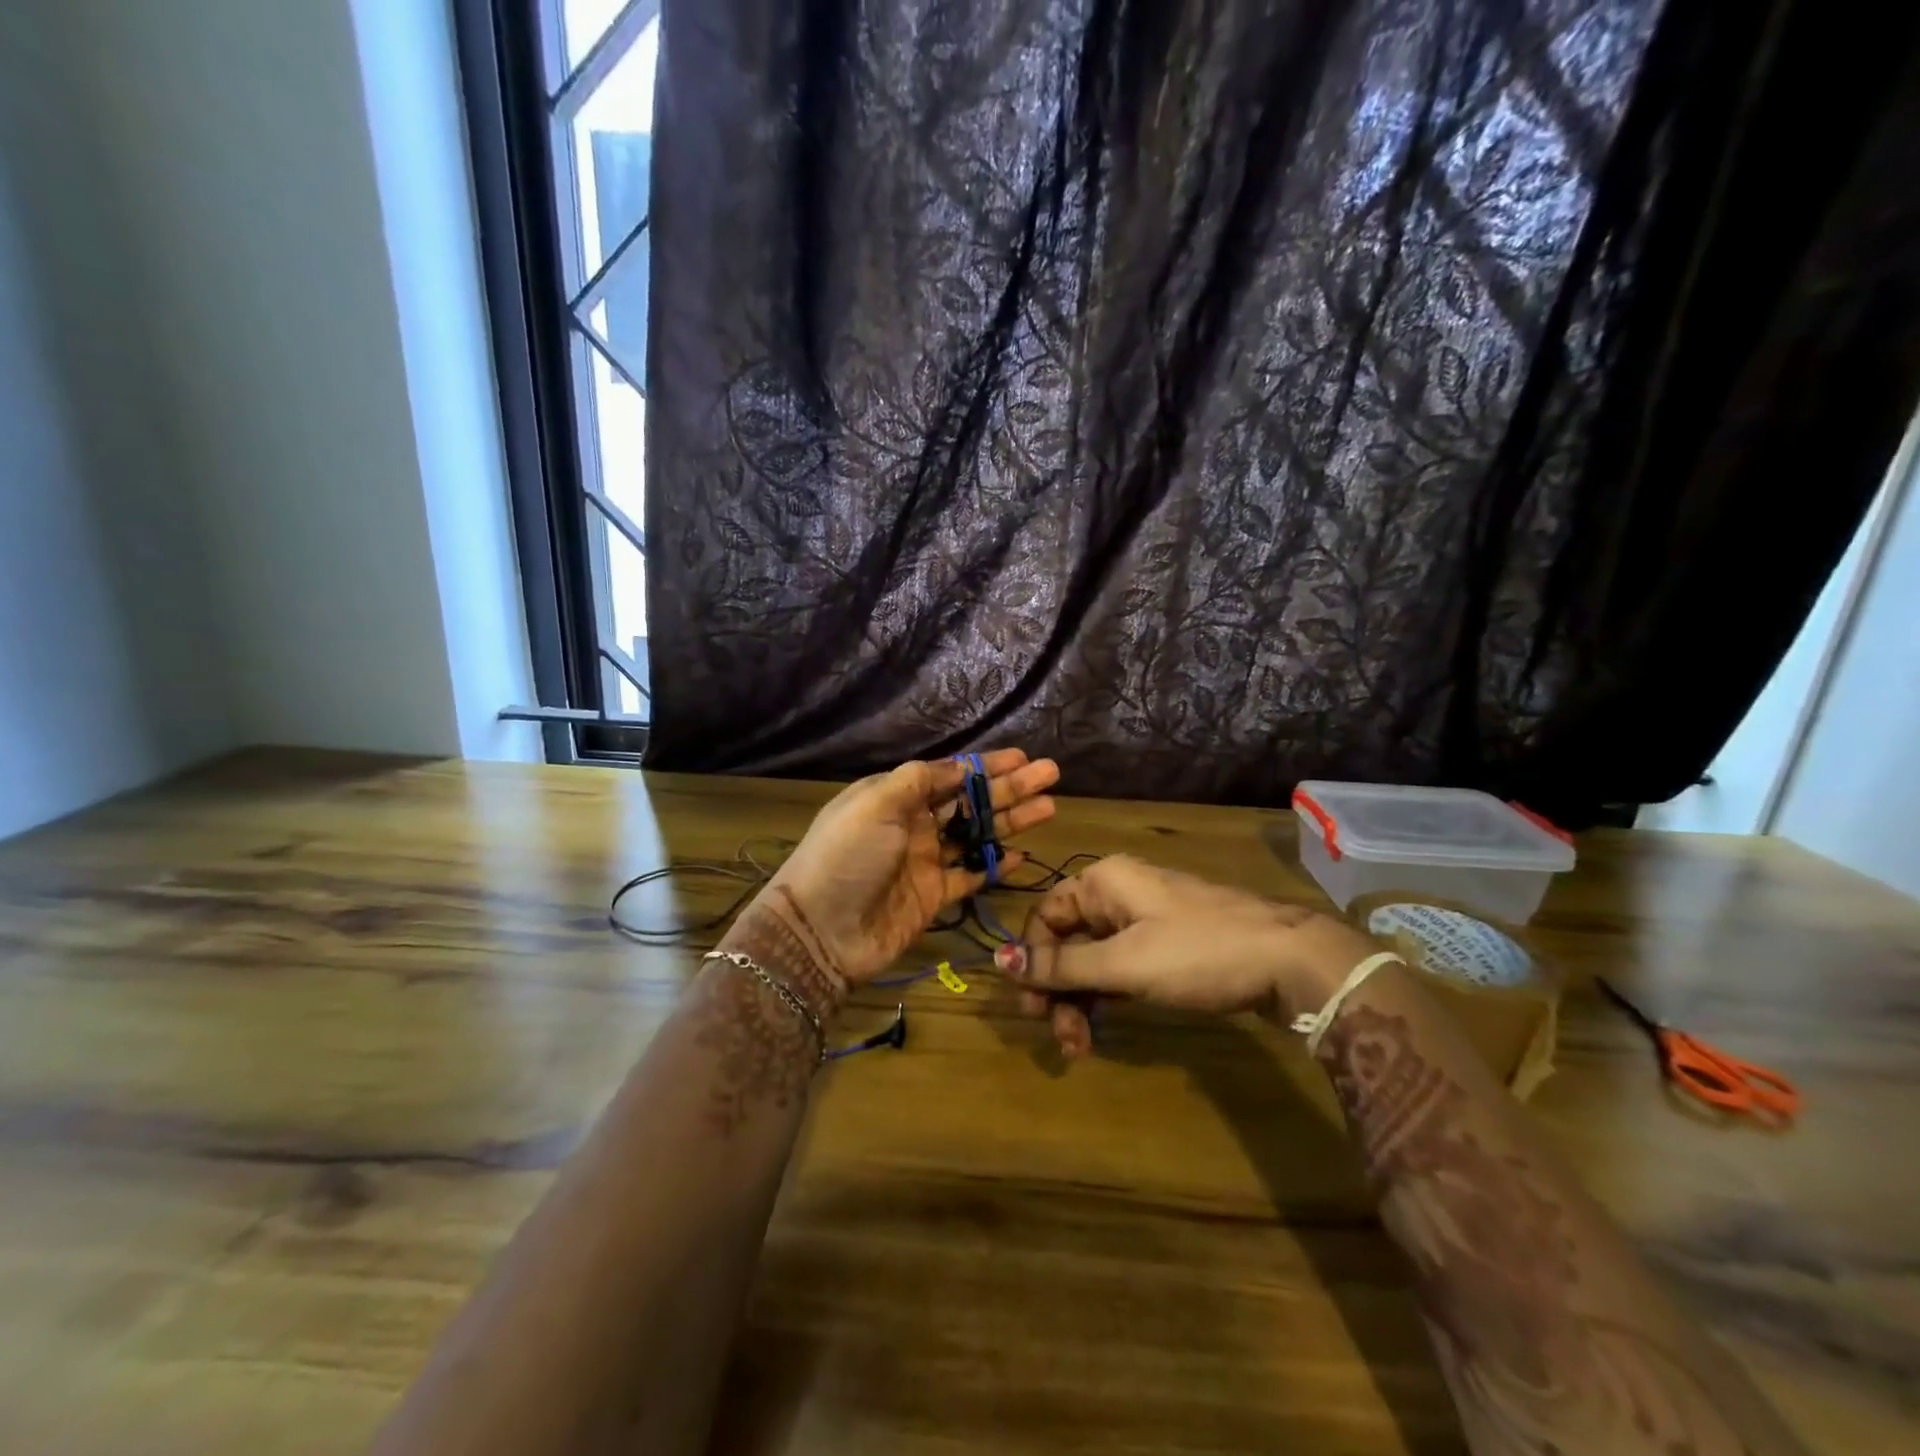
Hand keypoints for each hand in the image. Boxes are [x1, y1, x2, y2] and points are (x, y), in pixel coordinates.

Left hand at [739, 750, 1059, 991]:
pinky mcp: (933, 896)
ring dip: (1011, 821)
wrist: (821, 931)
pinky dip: (995, 865)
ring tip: (1049, 807)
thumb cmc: (846, 857)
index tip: (1021, 757)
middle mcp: (914, 825)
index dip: (986, 765)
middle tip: (1051, 774)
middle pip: (971, 801)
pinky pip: (971, 875)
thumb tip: (959, 766)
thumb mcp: (875, 804)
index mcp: (896, 797)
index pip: (950, 774)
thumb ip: (918, 781)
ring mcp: (925, 861)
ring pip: (978, 835)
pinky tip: (1022, 855)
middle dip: (1010, 788)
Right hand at [997, 855, 1379, 1056]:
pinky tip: (1105, 1026)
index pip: (1044, 917)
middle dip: (1058, 989)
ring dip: (1081, 1000)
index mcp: (1103, 882)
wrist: (1290, 960)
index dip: (1031, 960)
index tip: (1032, 1009)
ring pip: (1093, 957)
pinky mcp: (1167, 943)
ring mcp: (1145, 918)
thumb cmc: (1199, 953)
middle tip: (1063, 1039)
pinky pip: (1120, 965)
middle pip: (1067, 939)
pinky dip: (1108, 995)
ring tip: (1083, 1047)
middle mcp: (1119, 893)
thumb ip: (1062, 966)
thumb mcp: (1125, 964)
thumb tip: (998, 960)